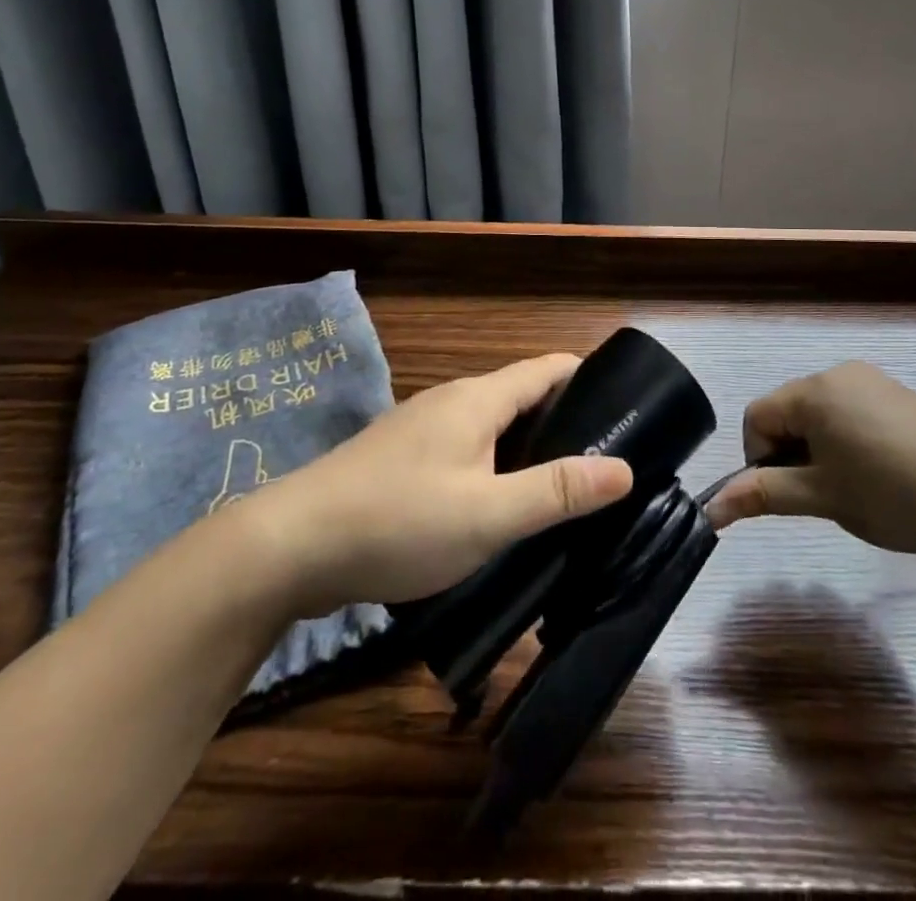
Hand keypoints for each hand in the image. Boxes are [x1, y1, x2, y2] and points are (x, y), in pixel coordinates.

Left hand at [242, 353, 633, 613]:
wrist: (290, 546)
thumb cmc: (398, 521)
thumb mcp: (488, 514)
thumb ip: (557, 491)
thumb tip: (624, 467)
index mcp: (479, 399)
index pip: (548, 368)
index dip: (588, 379)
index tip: (626, 408)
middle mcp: (452, 401)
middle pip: (522, 396)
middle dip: (564, 419)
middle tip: (603, 463)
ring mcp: (421, 428)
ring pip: (491, 426)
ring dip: (528, 447)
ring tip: (560, 488)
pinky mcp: (400, 458)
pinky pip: (465, 448)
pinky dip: (494, 465)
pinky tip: (498, 505)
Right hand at [704, 361, 915, 561]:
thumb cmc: (891, 496)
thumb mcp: (821, 497)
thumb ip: (763, 493)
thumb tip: (710, 508)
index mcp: (814, 390)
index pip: (757, 416)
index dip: (760, 458)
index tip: (791, 494)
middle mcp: (840, 373)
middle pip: (788, 410)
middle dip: (791, 451)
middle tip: (822, 493)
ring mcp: (875, 381)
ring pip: (821, 413)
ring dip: (819, 447)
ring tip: (852, 486)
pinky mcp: (902, 395)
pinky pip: (854, 411)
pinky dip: (849, 438)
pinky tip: (881, 472)